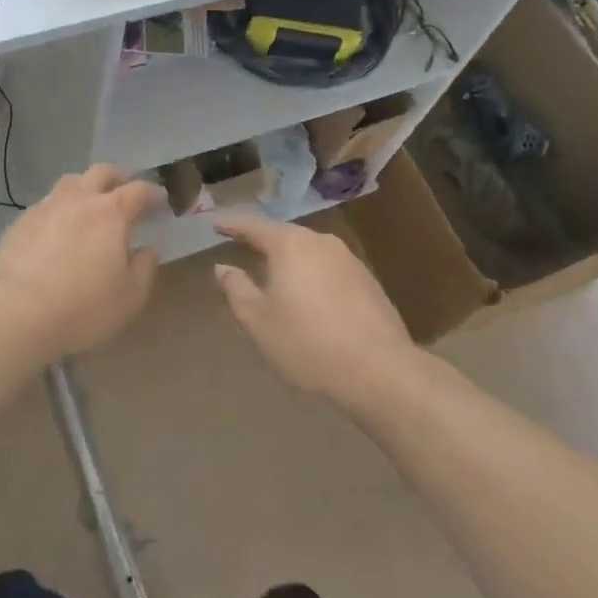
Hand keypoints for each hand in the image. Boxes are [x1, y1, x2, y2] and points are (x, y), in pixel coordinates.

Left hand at [0, 165, 163, 366]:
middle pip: (102, 172)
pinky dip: (60, 210)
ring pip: (70, 182)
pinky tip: (57, 231)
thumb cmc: (82, 307)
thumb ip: (144, 269)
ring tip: (90, 208)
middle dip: (119, 178)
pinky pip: (46, 205)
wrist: (15, 313)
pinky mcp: (20, 222)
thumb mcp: (129, 297)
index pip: (139, 190)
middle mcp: (79, 199)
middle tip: (126, 193)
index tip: (161, 203)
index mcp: (111, 212)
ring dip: (86, 189)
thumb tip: (147, 250)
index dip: (154, 194)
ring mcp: (46, 206)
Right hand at [212, 214, 414, 404]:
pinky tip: (307, 297)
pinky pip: (328, 269)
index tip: (215, 224)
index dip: (232, 225)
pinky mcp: (368, 282)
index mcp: (290, 245)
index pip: (253, 226)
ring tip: (271, 274)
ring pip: (308, 252)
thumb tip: (222, 267)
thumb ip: (236, 289)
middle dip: (261, 242)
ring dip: (288, 261)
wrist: (382, 372)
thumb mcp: (258, 321)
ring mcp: (349, 260)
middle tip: (240, 246)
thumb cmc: (308, 343)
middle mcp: (321, 242)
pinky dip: (311, 276)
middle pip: (283, 235)